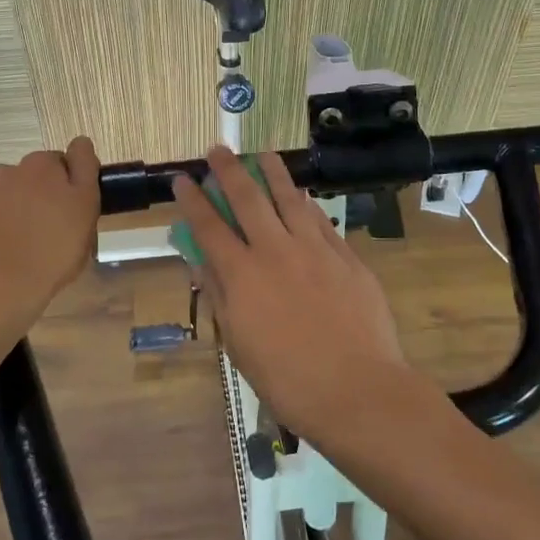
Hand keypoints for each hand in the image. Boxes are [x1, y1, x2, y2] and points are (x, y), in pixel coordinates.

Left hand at [0, 137, 100, 333]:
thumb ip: (85, 169)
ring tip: (15, 251)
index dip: (66, 186)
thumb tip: (80, 142)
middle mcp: (2, 173)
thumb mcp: (86, 208)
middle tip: (46, 235)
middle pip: (24, 181)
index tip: (69, 213)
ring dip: (5, 216)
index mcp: (38, 167)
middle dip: (33, 200)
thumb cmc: (51, 251)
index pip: (58, 164)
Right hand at [172, 147, 413, 443]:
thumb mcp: (239, 343)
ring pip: (289, 199)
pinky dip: (307, 205)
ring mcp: (315, 250)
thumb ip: (219, 294)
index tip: (181, 178)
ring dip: (273, 173)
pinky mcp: (346, 257)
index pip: (209, 227)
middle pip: (247, 199)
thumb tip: (198, 259)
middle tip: (217, 150)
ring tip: (263, 154)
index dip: (193, 200)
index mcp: (243, 275)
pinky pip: (321, 221)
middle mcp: (276, 251)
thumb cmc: (287, 379)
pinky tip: (303, 195)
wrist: (357, 389)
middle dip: (229, 171)